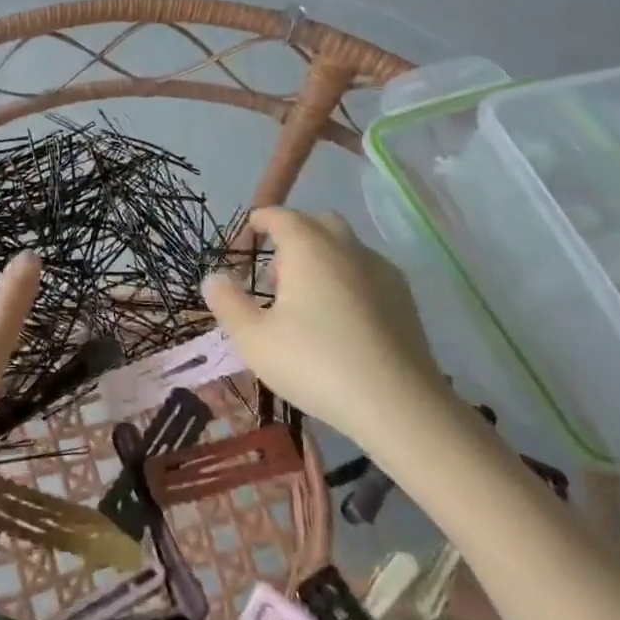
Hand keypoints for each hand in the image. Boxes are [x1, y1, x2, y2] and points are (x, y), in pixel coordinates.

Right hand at [201, 207, 468, 469]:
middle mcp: (346, 246)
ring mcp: (381, 270)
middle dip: (293, 237)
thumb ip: (228, 303)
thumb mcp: (254, 340)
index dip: (258, 223)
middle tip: (274, 276)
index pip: (279, 215)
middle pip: (317, 223)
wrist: (399, 405)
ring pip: (345, 246)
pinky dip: (347, 279)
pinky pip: (367, 271)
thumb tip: (214, 277)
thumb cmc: (316, 364)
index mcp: (308, 246)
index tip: (243, 243)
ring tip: (306, 302)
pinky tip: (341, 320)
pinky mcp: (404, 297)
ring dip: (321, 258)